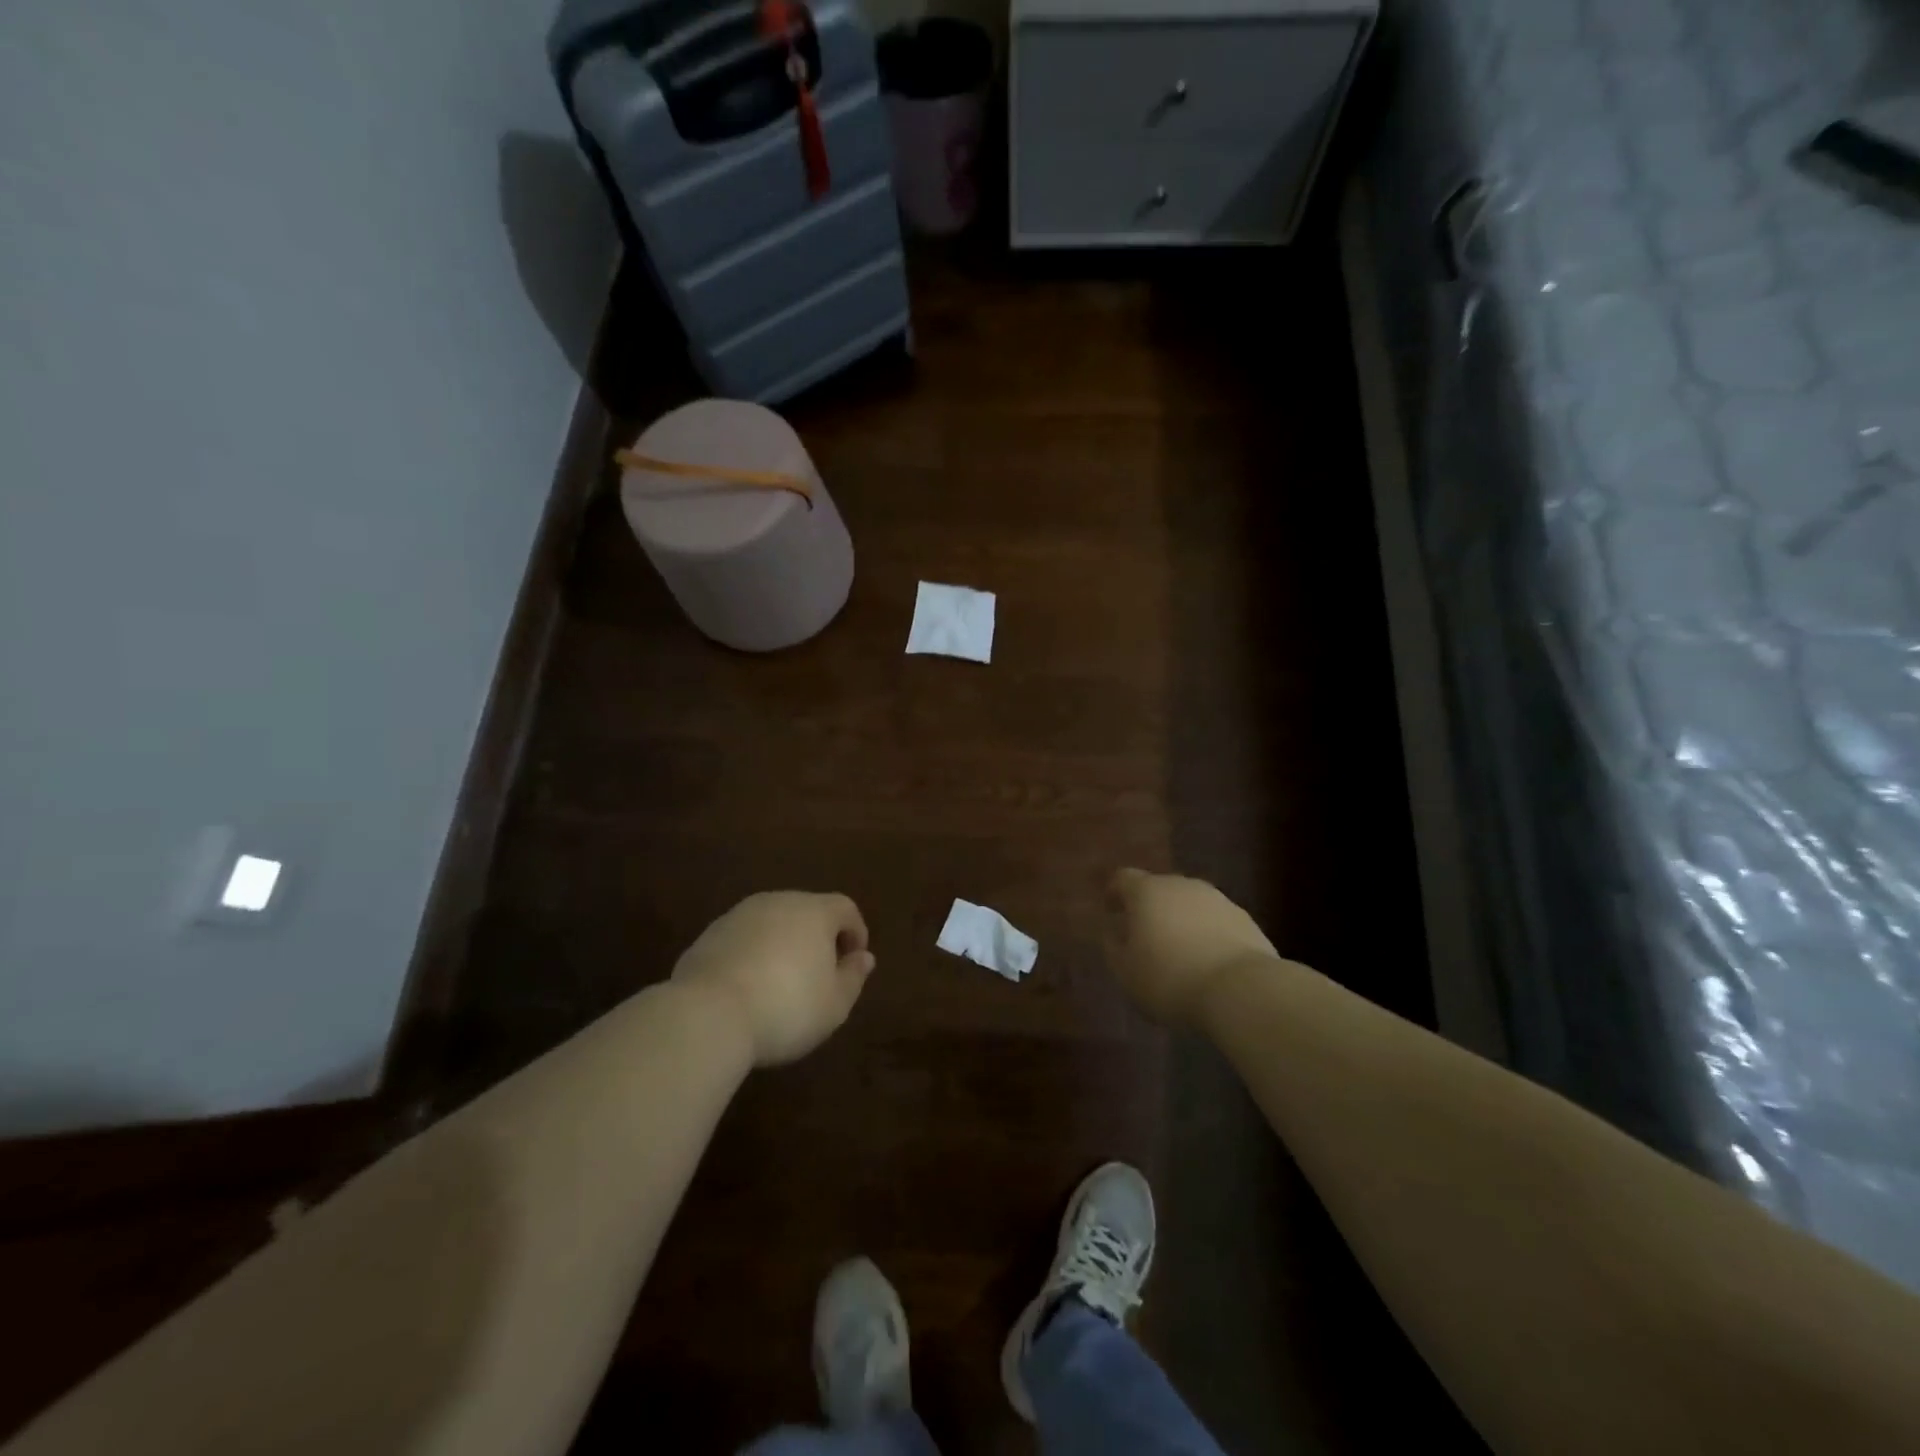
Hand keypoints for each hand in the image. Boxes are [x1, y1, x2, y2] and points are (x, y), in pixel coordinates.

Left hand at [672, 892, 875, 1066]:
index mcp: (814, 911)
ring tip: (781, 983)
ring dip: (782, 945)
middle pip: (807, 911)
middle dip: (818, 937)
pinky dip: (752, 955)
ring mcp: (739, 915)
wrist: (707, 1015)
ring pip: (772, 923)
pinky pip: (743, 939)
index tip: (853, 963)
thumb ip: (853, 976)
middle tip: (819, 974)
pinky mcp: (709, 935)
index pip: (845, 908)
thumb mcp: (834, 1004)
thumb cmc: (786, 1008)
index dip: (856, 932)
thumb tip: (863, 957)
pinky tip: (748, 989)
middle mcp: (778, 902)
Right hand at [1104, 868, 1277, 1023]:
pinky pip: (1216, 922)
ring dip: (1182, 922)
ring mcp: (1218, 900)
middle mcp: (1182, 886)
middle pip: (1159, 889)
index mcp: (1147, 892)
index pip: (1123, 878)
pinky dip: (1208, 935)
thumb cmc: (1170, 979)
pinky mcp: (1246, 920)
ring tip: (1179, 954)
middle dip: (1151, 909)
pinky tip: (1208, 963)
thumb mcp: (1126, 972)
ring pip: (1191, 905)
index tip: (1111, 911)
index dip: (1115, 893)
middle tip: (1146, 938)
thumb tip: (1113, 932)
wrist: (1242, 991)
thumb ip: (1113, 947)